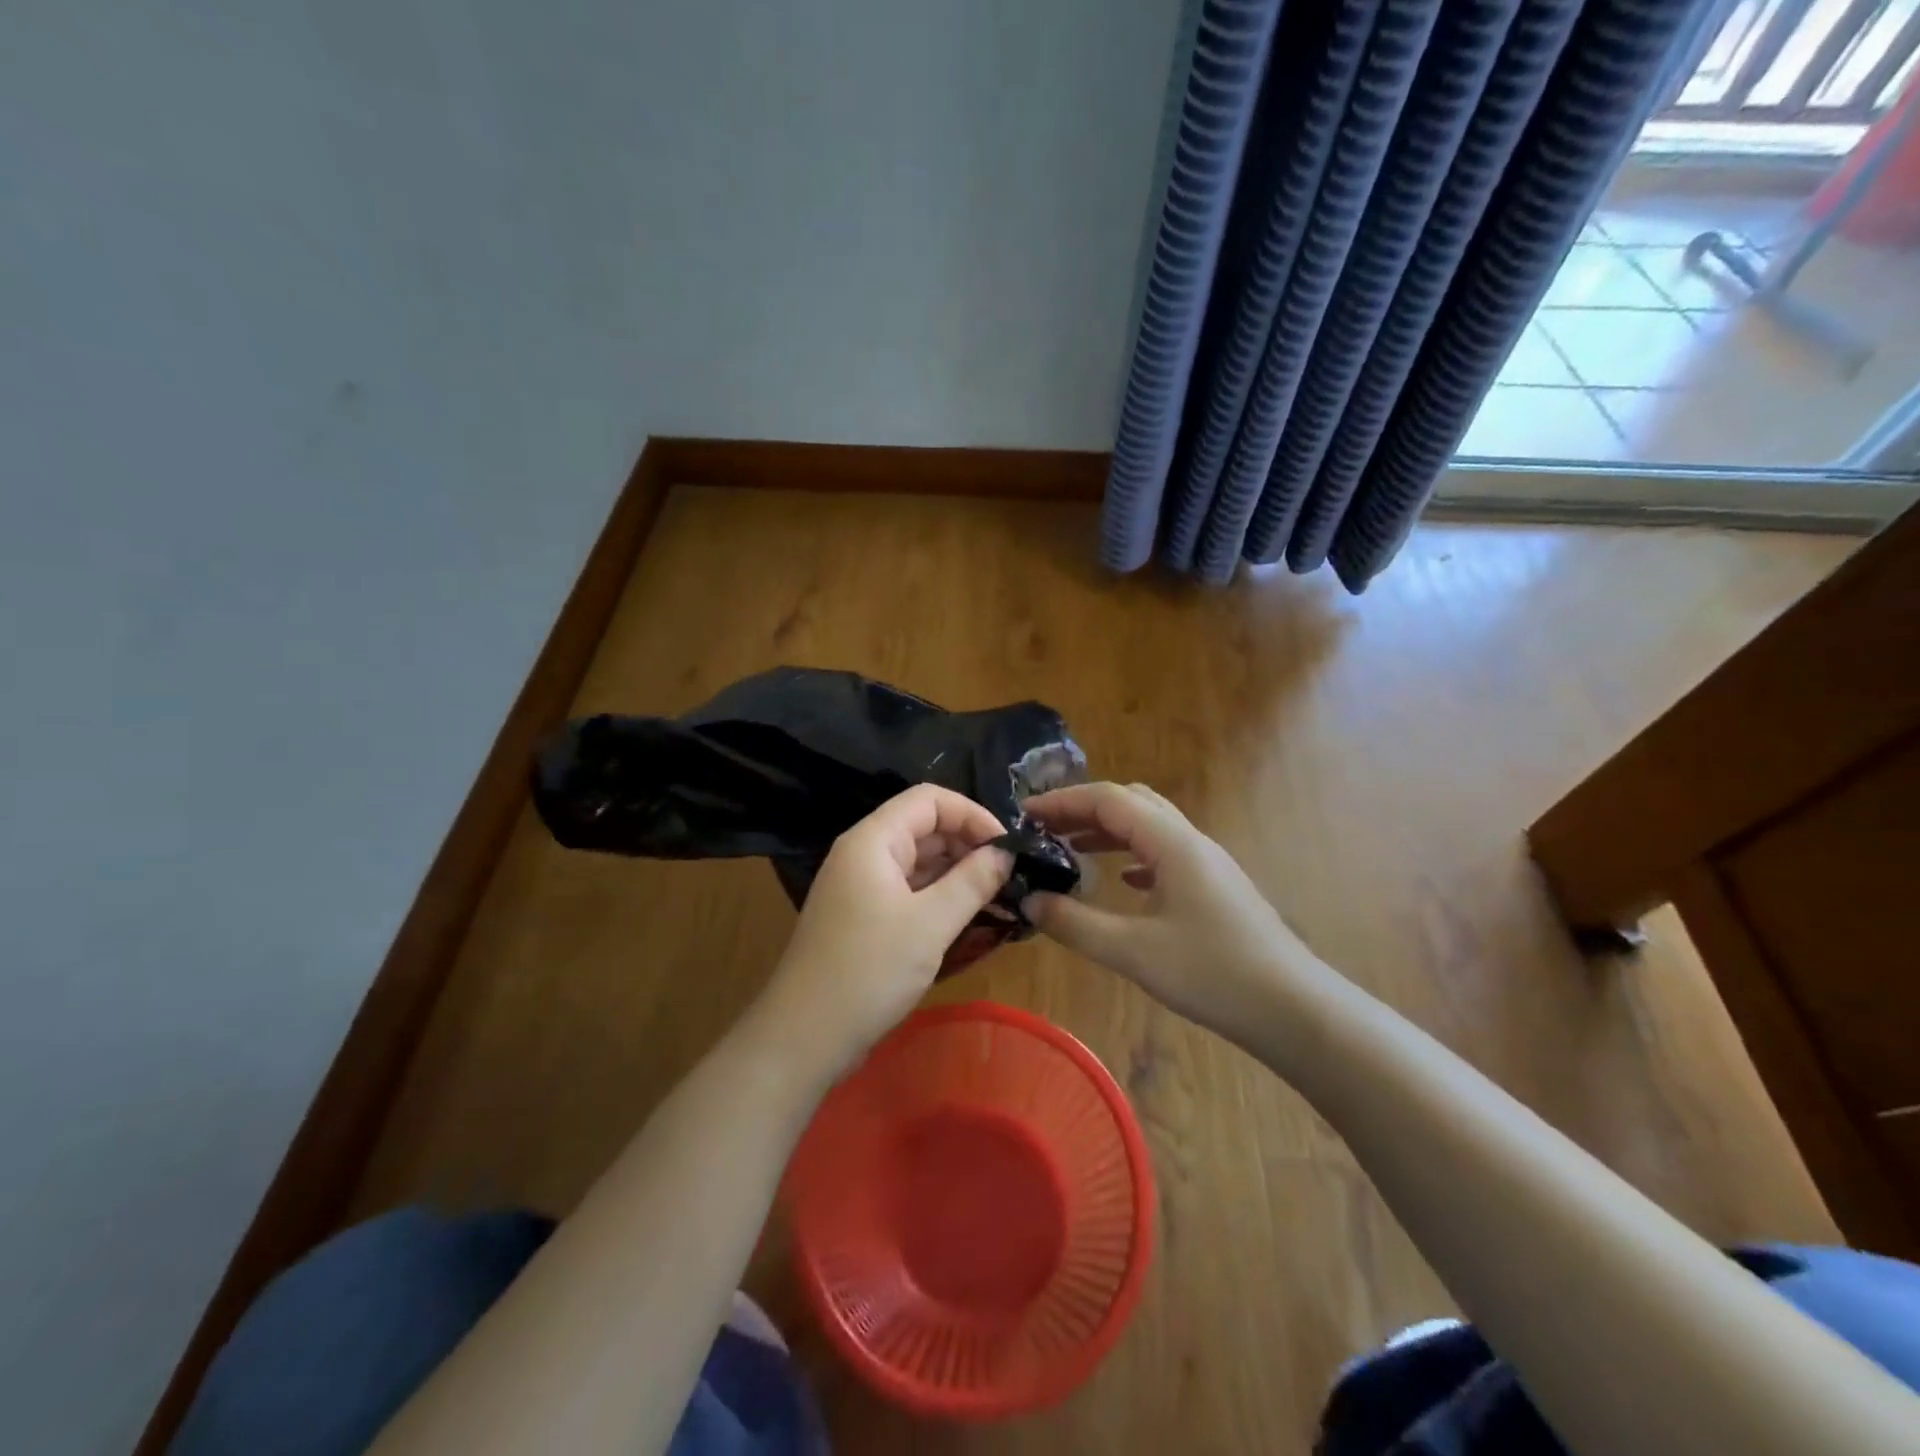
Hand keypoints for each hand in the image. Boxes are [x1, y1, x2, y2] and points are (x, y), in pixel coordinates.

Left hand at [760, 784, 1011, 1075]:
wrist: (804, 1036)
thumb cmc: (869, 971)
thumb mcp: (931, 924)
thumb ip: (973, 881)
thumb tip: (1006, 852)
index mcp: (873, 840)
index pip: (929, 799)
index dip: (972, 813)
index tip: (1008, 845)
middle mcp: (863, 853)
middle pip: (923, 827)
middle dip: (968, 843)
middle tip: (1009, 874)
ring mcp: (860, 886)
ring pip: (917, 861)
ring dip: (956, 872)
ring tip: (998, 894)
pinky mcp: (862, 916)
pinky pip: (907, 890)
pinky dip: (938, 896)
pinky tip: (967, 915)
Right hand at [1021, 782, 1321, 1042]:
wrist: (1294, 1009)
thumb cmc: (1213, 974)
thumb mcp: (1133, 952)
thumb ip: (1075, 924)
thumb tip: (1029, 901)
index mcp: (1171, 843)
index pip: (1108, 799)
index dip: (1062, 801)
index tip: (1024, 815)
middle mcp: (1190, 841)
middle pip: (1131, 802)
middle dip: (1083, 809)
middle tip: (1045, 830)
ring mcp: (1207, 863)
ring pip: (1149, 826)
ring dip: (1108, 830)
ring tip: (1070, 849)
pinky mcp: (1215, 887)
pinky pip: (1165, 853)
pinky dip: (1133, 855)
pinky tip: (1122, 881)